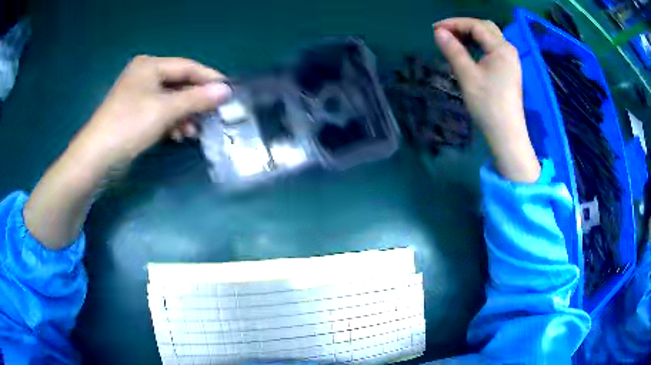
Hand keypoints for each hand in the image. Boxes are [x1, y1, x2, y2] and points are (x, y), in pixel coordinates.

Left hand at [71, 56, 231, 170]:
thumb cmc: (129, 125)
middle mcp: (145, 75)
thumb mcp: (165, 110)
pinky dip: (171, 122)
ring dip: (184, 115)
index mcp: (150, 65)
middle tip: (213, 115)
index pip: (188, 67)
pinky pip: (160, 112)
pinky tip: (178, 135)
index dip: (209, 79)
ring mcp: (139, 95)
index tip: (230, 92)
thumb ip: (197, 99)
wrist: (96, 157)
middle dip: (195, 101)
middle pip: (179, 84)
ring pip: (171, 100)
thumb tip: (227, 90)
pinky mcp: (135, 113)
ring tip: (194, 132)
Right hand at [434, 18, 539, 182]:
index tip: (435, 29)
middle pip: (485, 27)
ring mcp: (511, 60)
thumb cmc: (487, 104)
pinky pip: (492, 48)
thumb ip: (453, 50)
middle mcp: (508, 49)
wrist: (506, 133)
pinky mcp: (509, 69)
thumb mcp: (467, 75)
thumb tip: (438, 32)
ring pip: (489, 37)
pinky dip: (478, 44)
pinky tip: (468, 51)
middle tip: (444, 33)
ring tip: (453, 40)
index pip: (476, 25)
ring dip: (471, 35)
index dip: (454, 23)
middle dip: (463, 26)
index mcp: (501, 48)